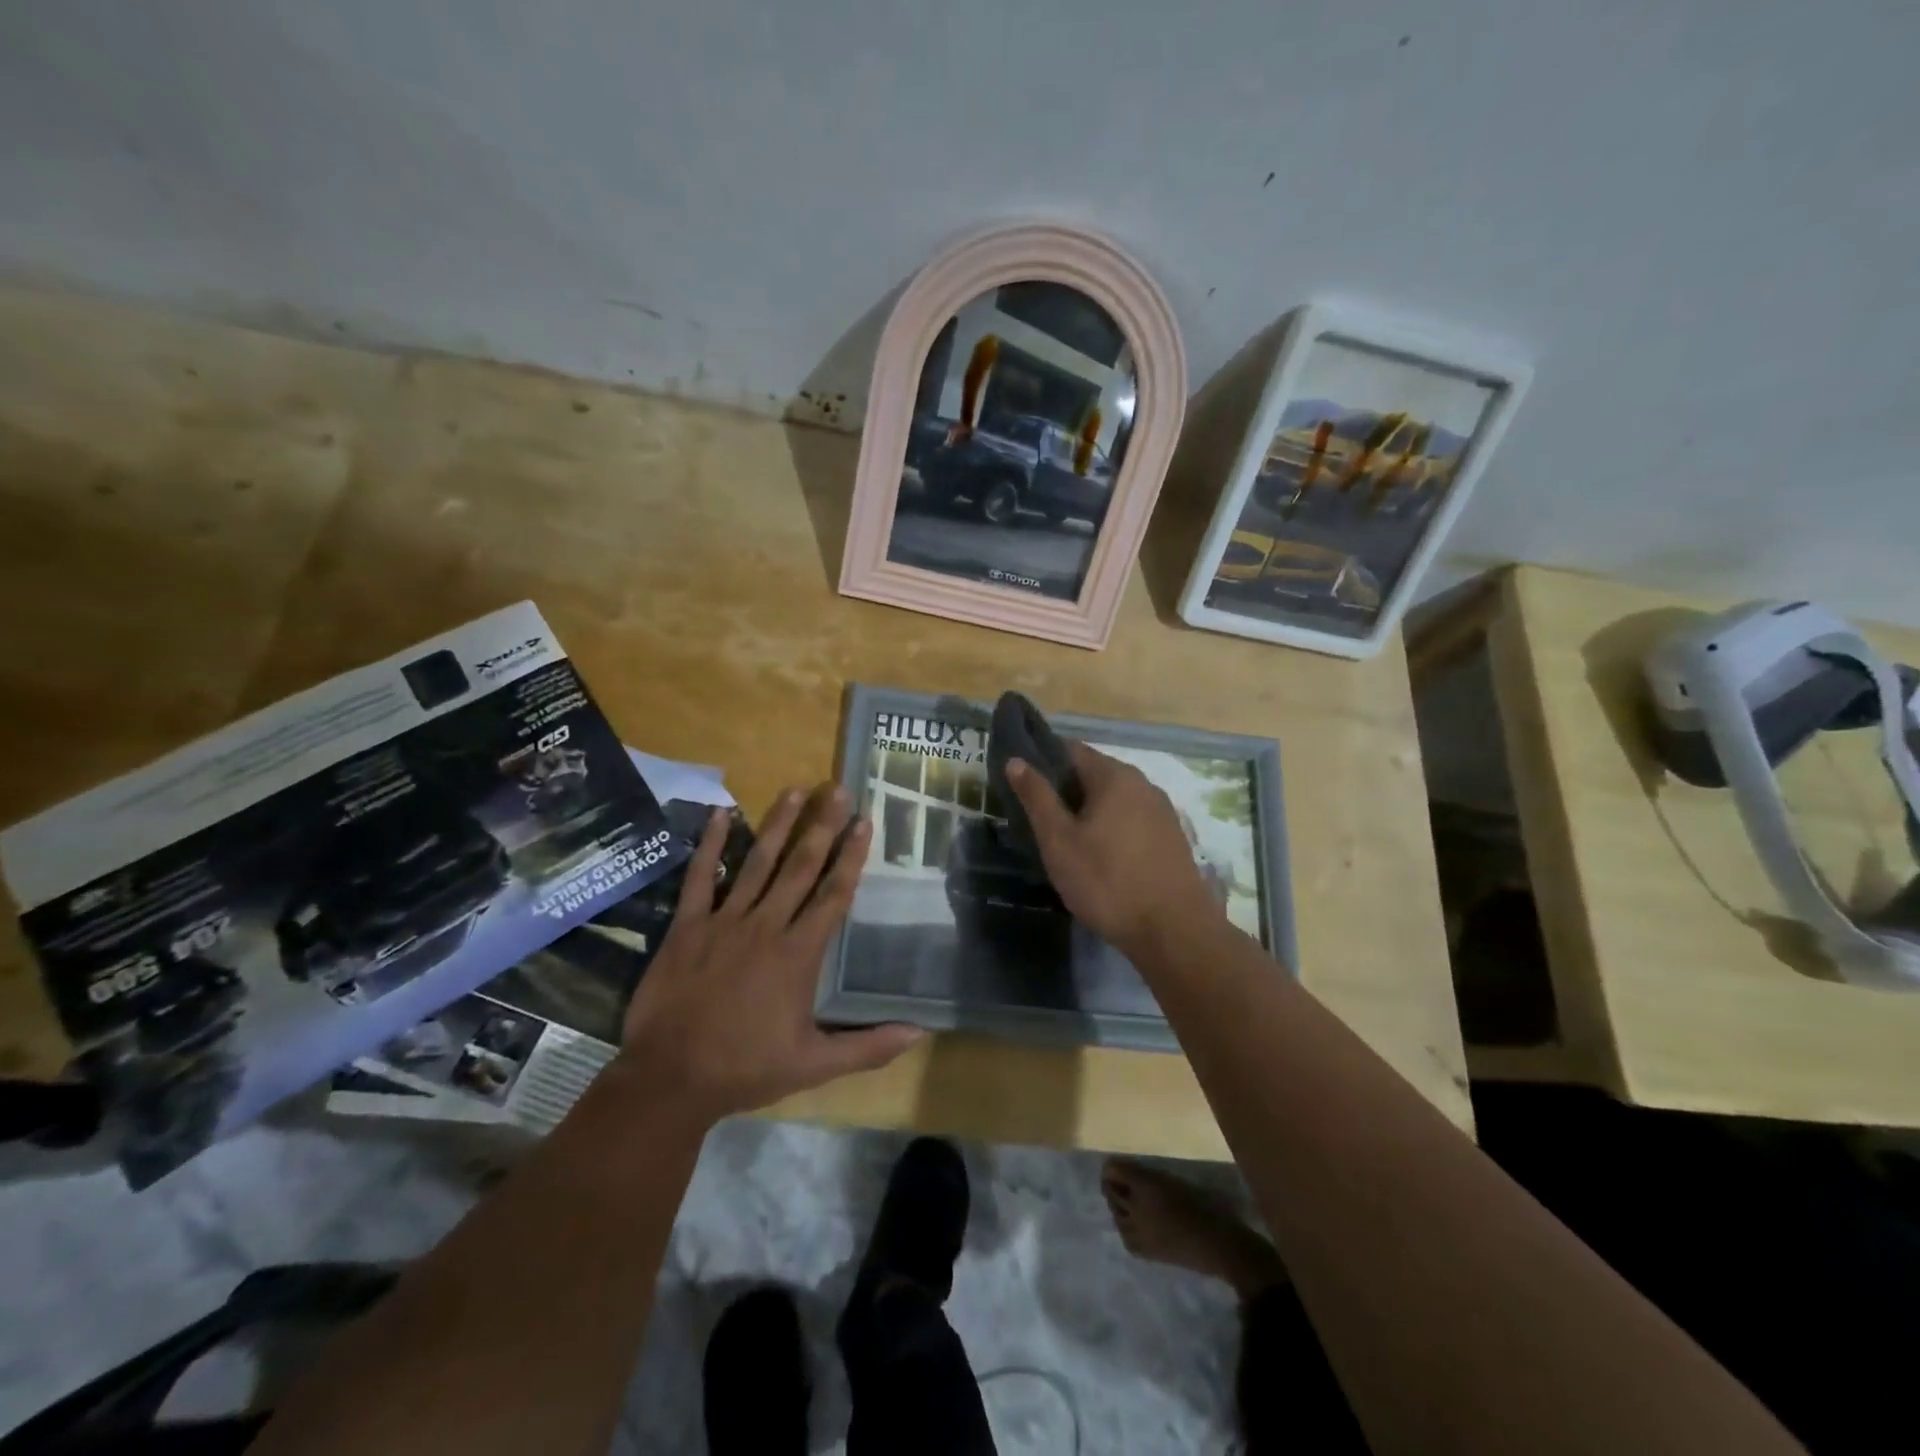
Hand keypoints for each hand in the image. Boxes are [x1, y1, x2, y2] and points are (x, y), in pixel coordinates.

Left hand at [619, 784, 923, 1119]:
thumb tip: (921, 1032)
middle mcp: (767, 926)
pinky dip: (711, 844)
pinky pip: (701, 877)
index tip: (865, 822)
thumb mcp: (815, 1065)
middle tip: (837, 789)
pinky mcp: (688, 925)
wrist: (671, 1079)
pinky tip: (722, 813)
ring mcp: (725, 921)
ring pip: (758, 862)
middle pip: (801, 867)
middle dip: (822, 826)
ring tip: (796, 789)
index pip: (834, 894)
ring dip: (779, 824)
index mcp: (799, 954)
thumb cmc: (746, 1068)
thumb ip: (869, 1047)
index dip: (852, 856)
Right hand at [1006, 742, 1220, 953]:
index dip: (1041, 760)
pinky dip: (1110, 828)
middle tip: (1036, 817)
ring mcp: (1162, 811)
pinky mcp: (1171, 838)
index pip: (1070, 749)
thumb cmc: (1107, 882)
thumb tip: (1016, 760)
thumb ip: (1037, 797)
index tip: (1020, 782)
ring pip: (1114, 799)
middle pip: (1094, 773)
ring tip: (1063, 839)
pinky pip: (1131, 820)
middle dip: (1064, 789)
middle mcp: (1143, 784)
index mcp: (1114, 776)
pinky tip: (1098, 856)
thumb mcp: (1059, 841)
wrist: (1174, 932)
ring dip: (1088, 811)